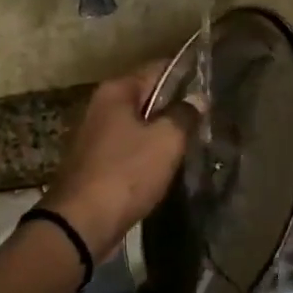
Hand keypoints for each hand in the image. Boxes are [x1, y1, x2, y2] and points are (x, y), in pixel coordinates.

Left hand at [39, 59, 190, 258]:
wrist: (81, 223)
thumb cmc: (126, 173)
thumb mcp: (166, 140)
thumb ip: (184, 114)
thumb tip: (197, 98)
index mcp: (116, 91)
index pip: (158, 69)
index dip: (186, 75)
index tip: (211, 86)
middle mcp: (101, 106)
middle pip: (147, 97)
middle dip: (175, 107)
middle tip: (207, 119)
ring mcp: (95, 136)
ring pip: (138, 125)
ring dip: (161, 133)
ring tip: (193, 143)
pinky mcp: (95, 163)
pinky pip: (128, 149)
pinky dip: (147, 154)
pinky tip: (166, 166)